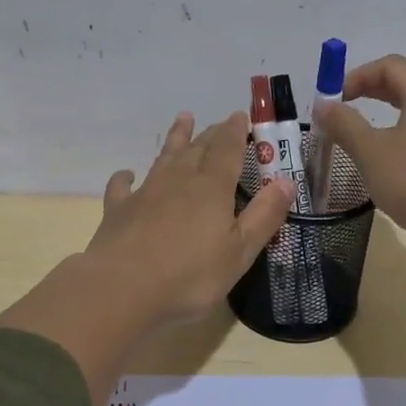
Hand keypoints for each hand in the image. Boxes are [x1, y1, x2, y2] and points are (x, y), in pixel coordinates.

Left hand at [86, 110, 294, 327]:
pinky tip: (128, 175)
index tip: (242, 116)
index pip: (227, 149)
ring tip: (183, 119)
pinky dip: (127, 177)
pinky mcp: (119, 210)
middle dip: (212, 133)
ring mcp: (145, 192)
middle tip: (220, 122)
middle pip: (198, 148)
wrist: (122, 289)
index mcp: (211, 188)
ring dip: (176, 138)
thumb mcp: (239, 251)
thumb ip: (264, 216)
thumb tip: (286, 181)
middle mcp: (179, 180)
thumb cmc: (189, 275)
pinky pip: (123, 186)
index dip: (236, 132)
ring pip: (165, 157)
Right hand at [312, 54, 405, 257]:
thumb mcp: (371, 152)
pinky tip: (394, 164)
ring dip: (389, 117)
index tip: (334, 100)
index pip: (390, 66)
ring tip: (366, 139)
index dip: (357, 76)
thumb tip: (324, 106)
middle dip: (372, 93)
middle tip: (345, 112)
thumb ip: (345, 125)